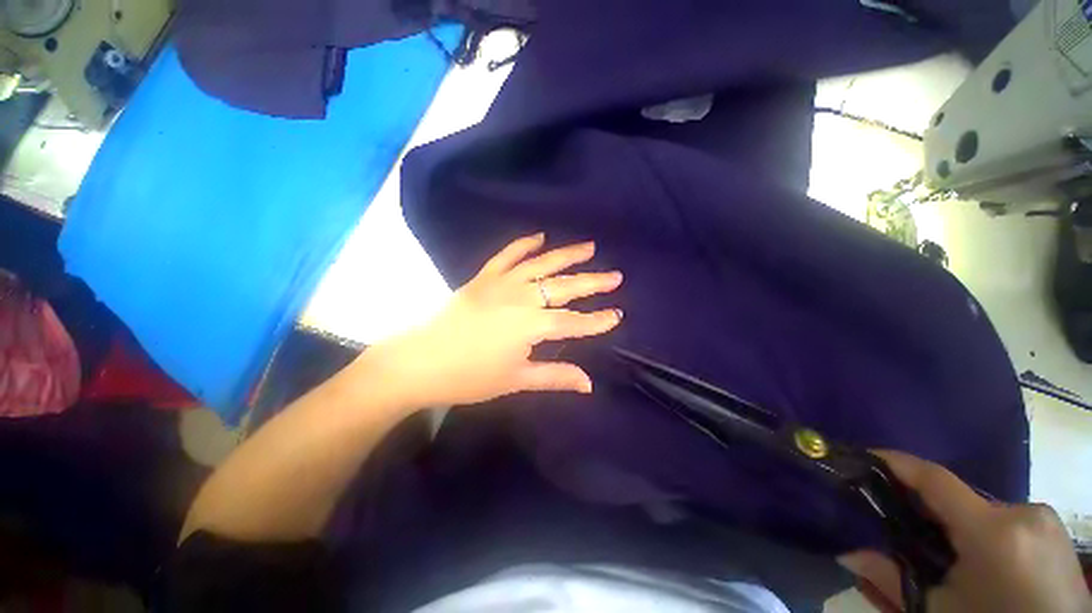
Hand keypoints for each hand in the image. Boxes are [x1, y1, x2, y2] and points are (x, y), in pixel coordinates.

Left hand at [370, 233, 623, 408]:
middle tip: (615, 276)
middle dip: (592, 282)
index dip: (596, 320)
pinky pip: (506, 255)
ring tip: (589, 248)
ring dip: (566, 255)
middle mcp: (520, 298)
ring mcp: (500, 283)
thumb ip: (555, 376)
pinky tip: (540, 237)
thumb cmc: (470, 377)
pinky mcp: (483, 278)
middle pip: (563, 287)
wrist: (420, 362)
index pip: (573, 322)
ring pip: (540, 264)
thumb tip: (588, 383)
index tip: (617, 315)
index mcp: (530, 325)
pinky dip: (523, 244)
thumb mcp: (516, 381)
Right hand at [839, 450, 1090, 612]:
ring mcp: (1045, 518)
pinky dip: (986, 533)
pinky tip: (986, 564)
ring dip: (960, 526)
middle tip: (906, 531)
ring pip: (984, 511)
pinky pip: (1007, 520)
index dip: (898, 462)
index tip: (867, 455)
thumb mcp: (939, 612)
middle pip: (960, 498)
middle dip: (930, 510)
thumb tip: (846, 555)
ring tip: (950, 558)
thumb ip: (892, 580)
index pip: (935, 479)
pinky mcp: (1057, 529)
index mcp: (992, 530)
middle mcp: (1022, 511)